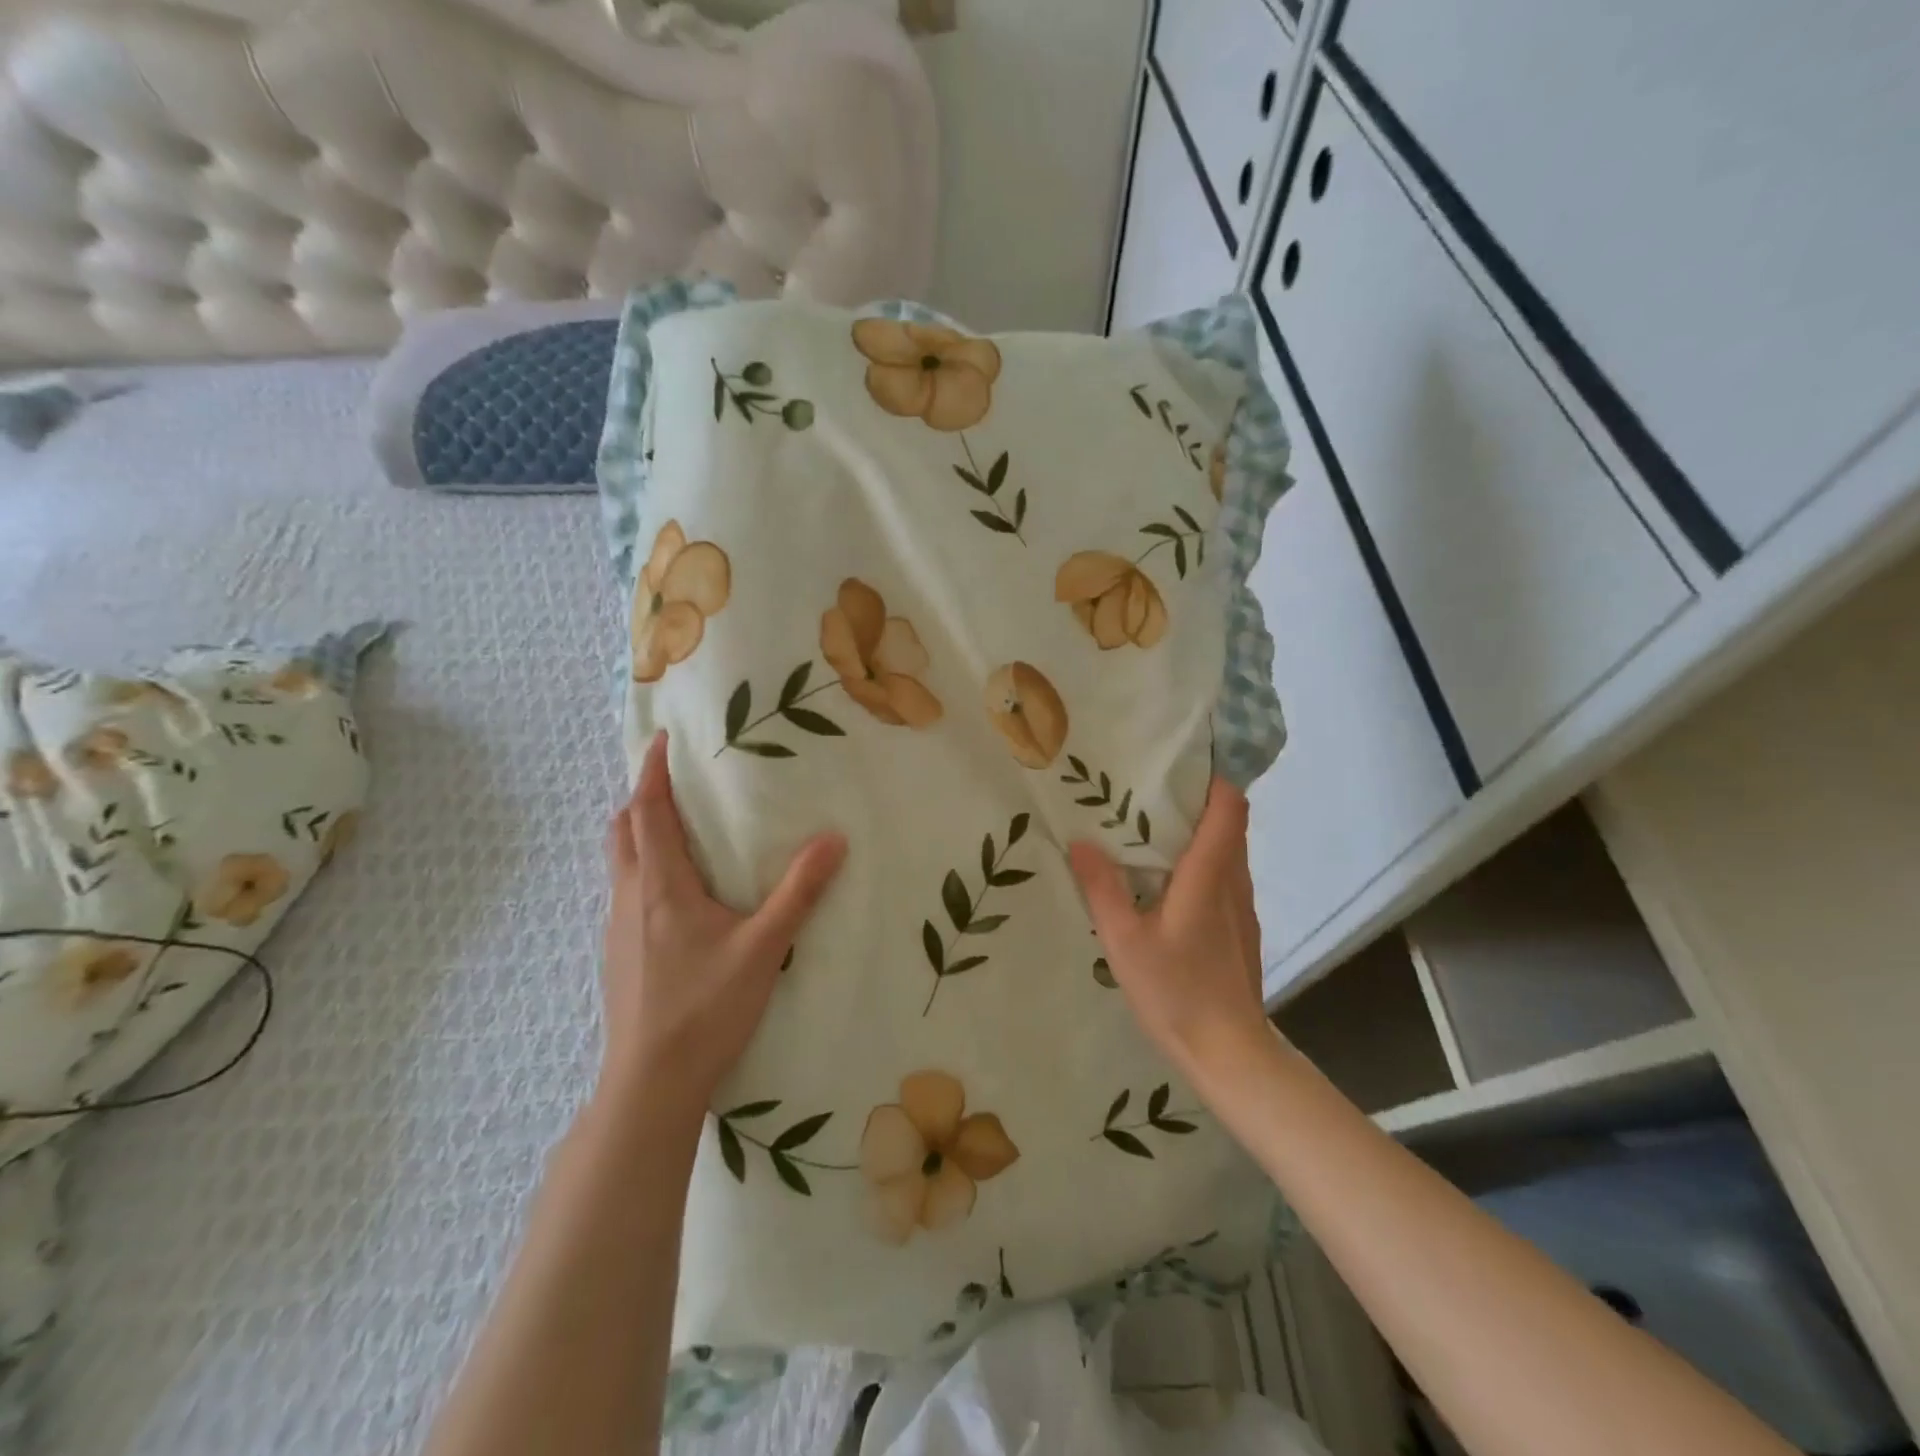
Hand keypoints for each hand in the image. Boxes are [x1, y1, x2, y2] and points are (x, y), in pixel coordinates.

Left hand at [598, 731, 846, 1111]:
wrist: (650, 1085)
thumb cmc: (705, 1009)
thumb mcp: (763, 948)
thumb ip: (799, 892)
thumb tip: (834, 839)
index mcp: (660, 886)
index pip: (648, 813)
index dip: (652, 772)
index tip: (661, 739)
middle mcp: (630, 898)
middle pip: (623, 832)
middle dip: (642, 799)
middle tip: (674, 782)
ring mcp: (618, 930)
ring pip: (621, 863)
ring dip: (640, 834)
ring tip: (679, 828)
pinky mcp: (620, 956)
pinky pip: (626, 892)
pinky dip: (643, 869)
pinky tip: (678, 894)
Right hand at [1069, 777, 1266, 1079]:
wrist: (1230, 1052)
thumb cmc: (1176, 992)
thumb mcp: (1124, 941)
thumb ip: (1102, 889)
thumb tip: (1080, 842)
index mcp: (1209, 876)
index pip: (1229, 808)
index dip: (1213, 780)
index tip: (1179, 767)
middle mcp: (1234, 882)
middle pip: (1229, 824)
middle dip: (1197, 803)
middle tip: (1148, 795)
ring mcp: (1243, 907)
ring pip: (1230, 852)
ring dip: (1200, 835)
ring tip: (1153, 834)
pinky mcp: (1242, 928)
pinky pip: (1227, 878)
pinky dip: (1204, 864)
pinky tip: (1170, 885)